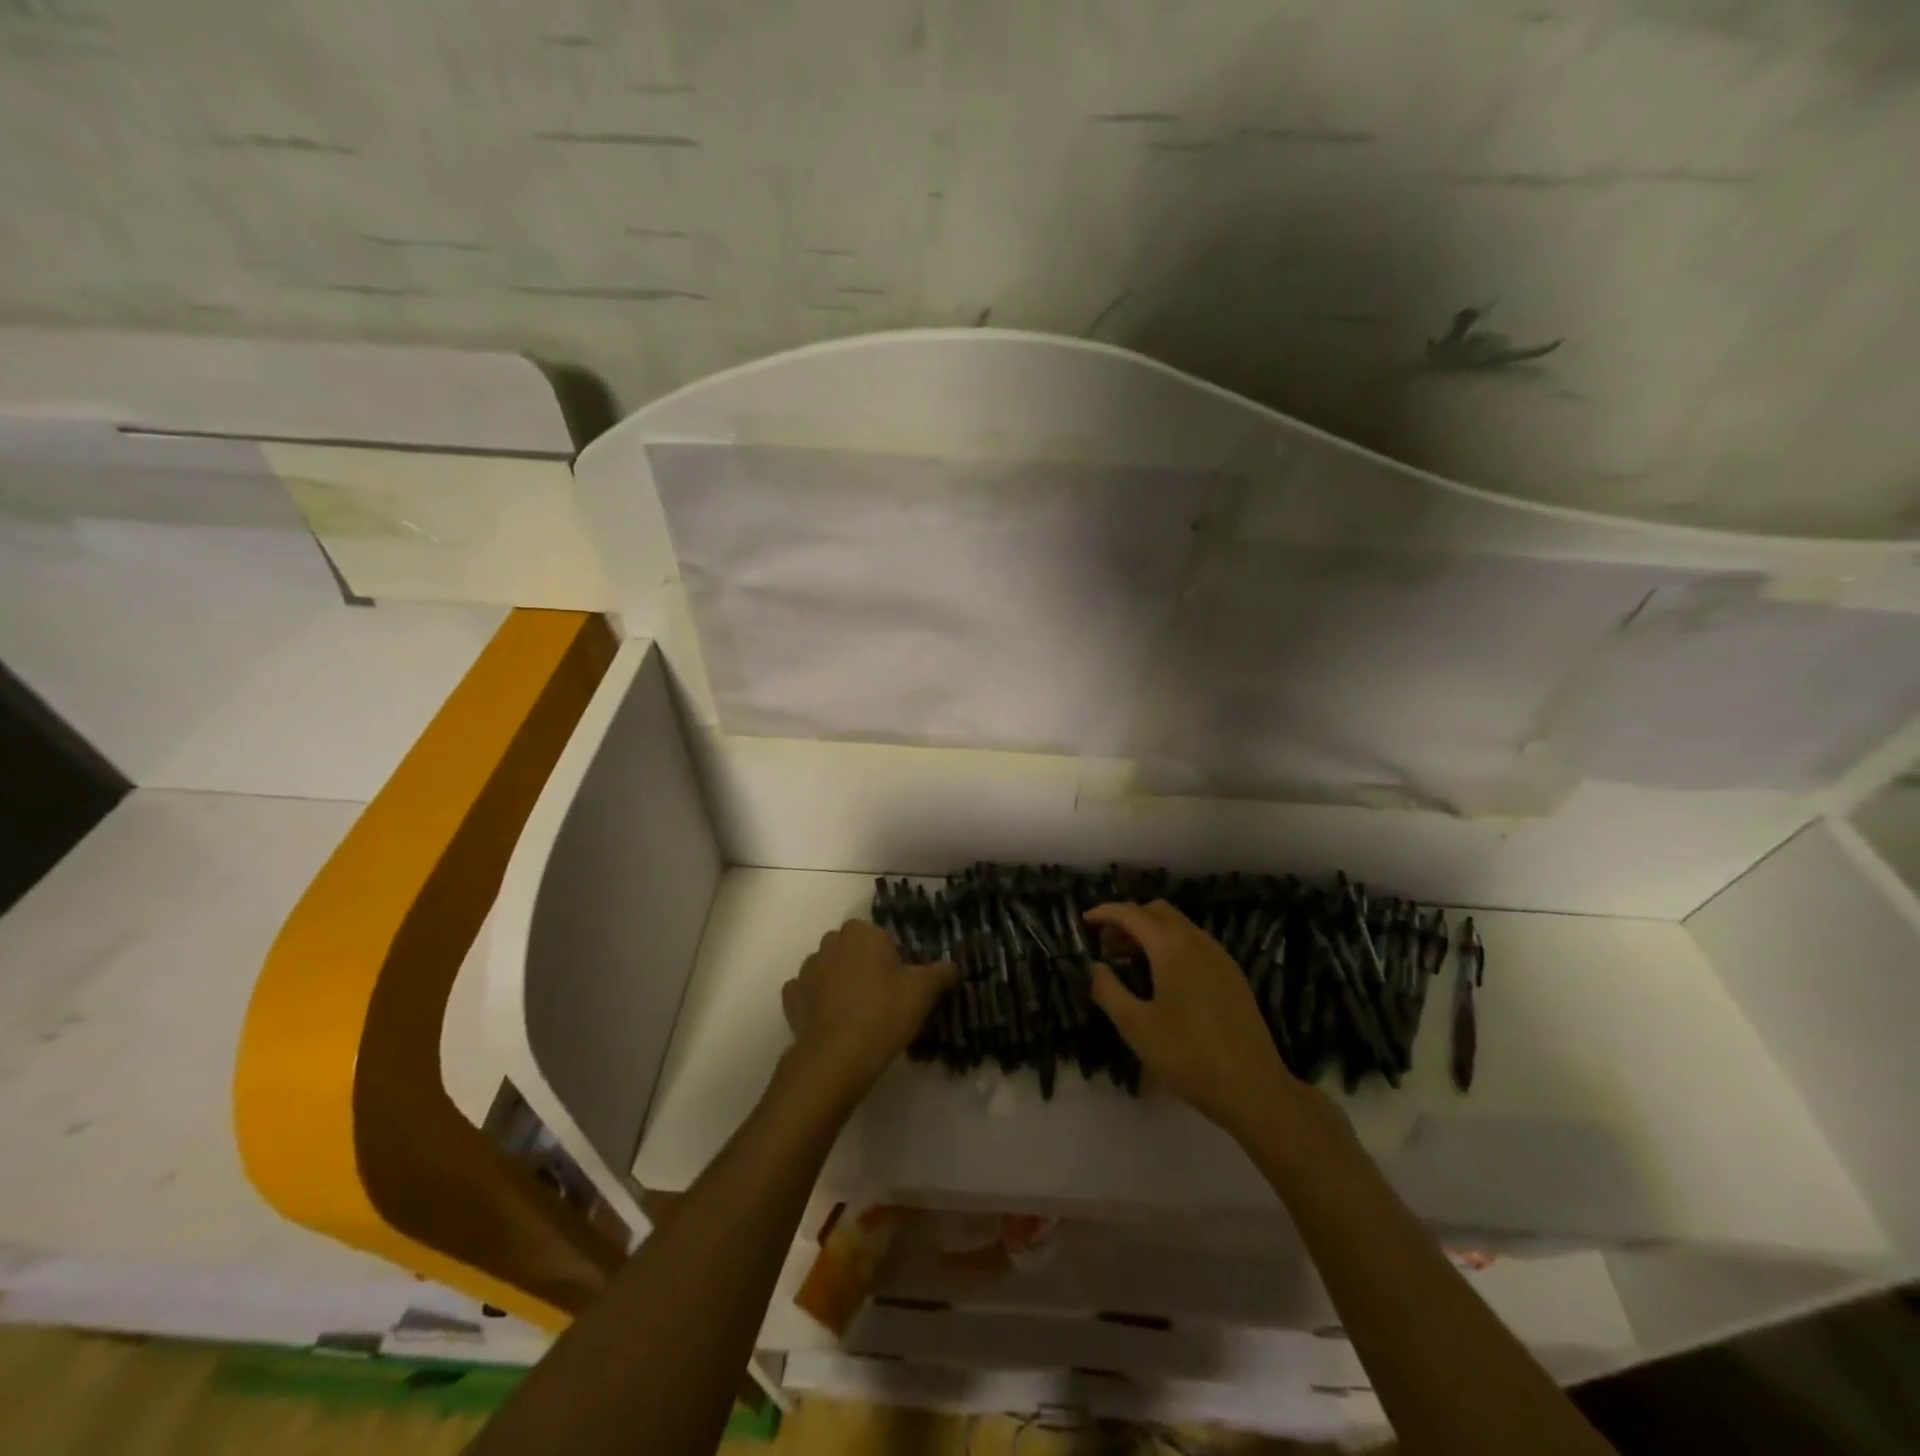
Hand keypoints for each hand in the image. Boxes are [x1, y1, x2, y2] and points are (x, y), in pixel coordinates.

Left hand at [779, 920, 955, 1110]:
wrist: (838, 1057)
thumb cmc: (884, 1013)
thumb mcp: (924, 992)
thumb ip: (941, 973)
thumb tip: (952, 967)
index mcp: (863, 933)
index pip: (877, 933)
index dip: (889, 954)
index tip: (899, 979)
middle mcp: (831, 943)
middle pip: (850, 947)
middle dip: (861, 963)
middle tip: (881, 994)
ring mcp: (807, 970)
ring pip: (826, 967)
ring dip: (837, 981)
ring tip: (855, 1012)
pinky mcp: (791, 998)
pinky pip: (806, 992)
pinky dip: (815, 1002)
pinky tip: (830, 1020)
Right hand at [1085, 900, 1311, 1139]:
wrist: (1253, 1088)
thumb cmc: (1188, 1056)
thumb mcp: (1136, 1027)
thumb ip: (1109, 991)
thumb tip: (1095, 967)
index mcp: (1171, 947)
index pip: (1132, 914)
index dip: (1105, 913)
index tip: (1084, 921)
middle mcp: (1198, 941)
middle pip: (1158, 912)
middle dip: (1129, 919)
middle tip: (1107, 944)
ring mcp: (1220, 957)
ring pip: (1179, 926)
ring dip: (1151, 932)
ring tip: (1130, 960)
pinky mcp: (1233, 976)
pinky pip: (1196, 944)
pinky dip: (1172, 945)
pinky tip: (1163, 977)